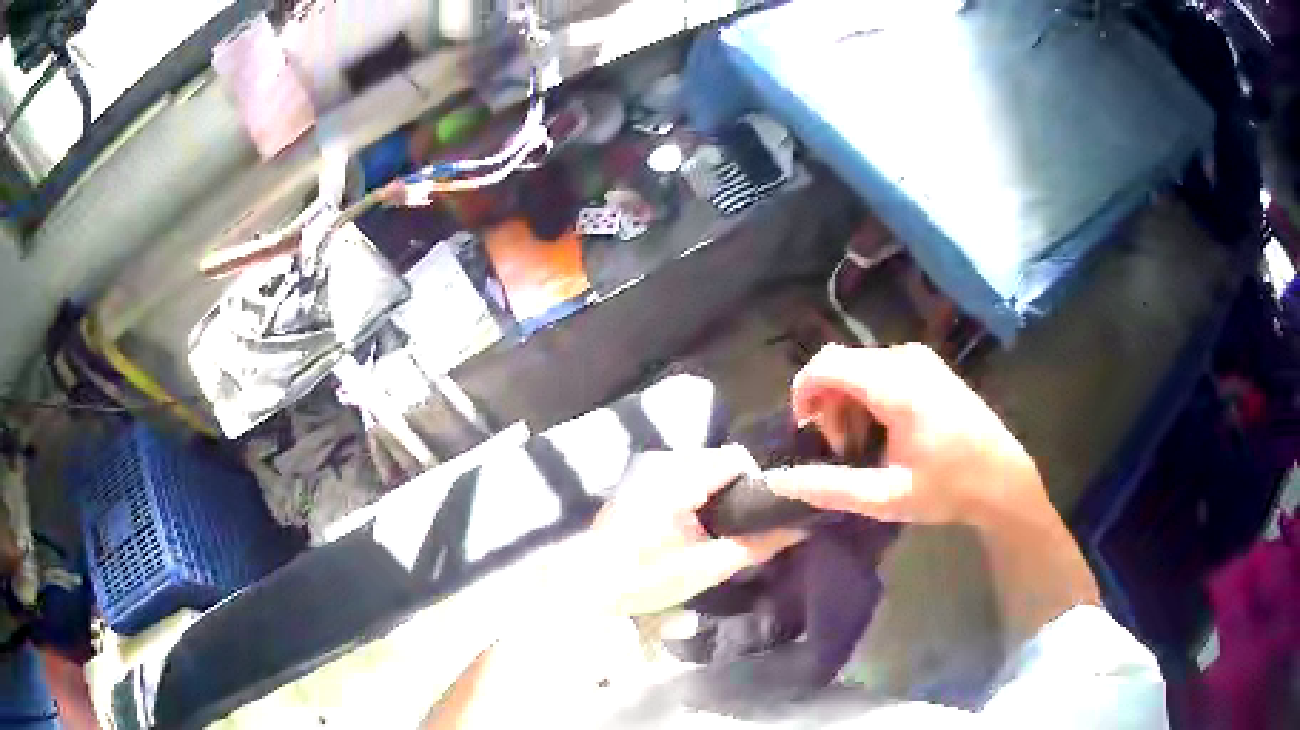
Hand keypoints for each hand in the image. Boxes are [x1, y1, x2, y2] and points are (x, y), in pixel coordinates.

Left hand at [572, 446, 803, 616]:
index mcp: (679, 476)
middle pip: (721, 461)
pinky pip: (683, 475)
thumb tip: (800, 528)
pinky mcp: (639, 478)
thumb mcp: (706, 568)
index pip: (737, 457)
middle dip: (734, 493)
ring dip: (714, 494)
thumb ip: (755, 545)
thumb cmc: (645, 577)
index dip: (755, 485)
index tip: (752, 521)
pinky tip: (685, 528)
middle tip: (730, 533)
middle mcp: (663, 460)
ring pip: (703, 467)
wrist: (587, 583)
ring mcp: (647, 467)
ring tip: (708, 534)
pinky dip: (694, 494)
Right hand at [767, 343, 1048, 528]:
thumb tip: (778, 480)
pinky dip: (867, 397)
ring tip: (864, 446)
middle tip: (841, 450)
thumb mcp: (886, 498)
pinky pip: (879, 369)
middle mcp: (906, 358)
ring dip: (847, 403)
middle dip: (827, 405)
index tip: (803, 432)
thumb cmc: (948, 489)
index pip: (827, 364)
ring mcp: (920, 358)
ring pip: (858, 366)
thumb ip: (830, 487)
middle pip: (840, 364)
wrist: (1003, 479)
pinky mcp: (928, 365)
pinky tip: (884, 432)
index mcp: (896, 385)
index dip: (802, 393)